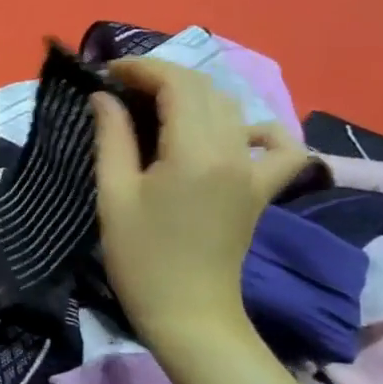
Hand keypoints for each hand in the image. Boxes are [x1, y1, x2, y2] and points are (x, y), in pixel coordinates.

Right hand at [92, 58, 309, 349]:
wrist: (188, 314)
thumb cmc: (141, 258)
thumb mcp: (114, 195)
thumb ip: (112, 137)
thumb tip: (104, 96)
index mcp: (195, 152)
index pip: (177, 83)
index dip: (141, 68)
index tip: (107, 73)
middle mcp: (233, 152)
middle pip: (204, 88)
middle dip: (162, 76)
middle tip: (123, 89)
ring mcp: (254, 170)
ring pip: (232, 107)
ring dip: (195, 95)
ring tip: (158, 105)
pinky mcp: (262, 189)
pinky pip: (278, 146)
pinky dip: (258, 129)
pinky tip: (232, 134)